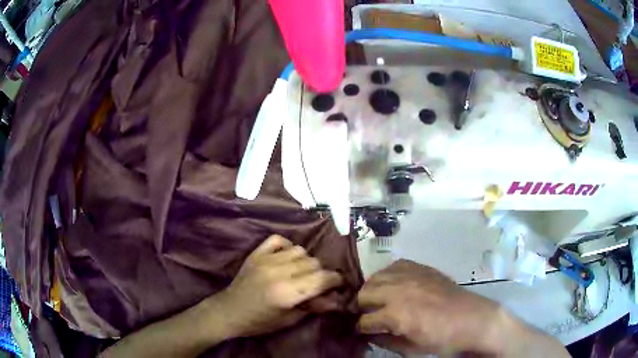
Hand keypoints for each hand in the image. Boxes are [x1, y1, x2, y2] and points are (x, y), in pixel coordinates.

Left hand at [212, 235, 343, 337]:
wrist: (229, 312)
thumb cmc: (260, 322)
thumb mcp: (289, 320)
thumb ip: (314, 307)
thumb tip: (337, 299)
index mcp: (287, 293)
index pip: (322, 278)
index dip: (336, 281)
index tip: (338, 285)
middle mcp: (279, 272)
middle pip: (314, 263)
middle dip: (321, 274)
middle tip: (317, 285)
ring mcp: (266, 260)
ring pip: (300, 250)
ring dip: (306, 261)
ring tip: (301, 272)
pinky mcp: (256, 254)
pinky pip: (279, 240)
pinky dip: (287, 246)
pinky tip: (286, 258)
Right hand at [357, 260, 501, 354]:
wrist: (471, 319)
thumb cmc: (442, 339)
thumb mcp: (410, 349)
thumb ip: (384, 341)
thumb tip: (368, 335)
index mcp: (395, 315)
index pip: (364, 320)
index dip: (360, 328)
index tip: (361, 331)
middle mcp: (398, 291)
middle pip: (364, 294)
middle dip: (361, 307)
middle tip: (367, 315)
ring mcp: (409, 276)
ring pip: (375, 277)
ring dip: (372, 290)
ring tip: (377, 299)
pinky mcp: (420, 267)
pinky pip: (393, 266)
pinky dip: (388, 275)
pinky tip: (393, 284)